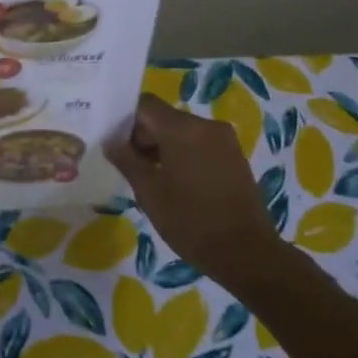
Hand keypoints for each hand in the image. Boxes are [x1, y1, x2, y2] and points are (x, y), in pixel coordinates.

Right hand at [105, 93, 281, 272]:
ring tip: (150, 178)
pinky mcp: (235, 156)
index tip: (114, 145)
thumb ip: (126, 160)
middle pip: (164, 117)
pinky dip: (183, 154)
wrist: (246, 252)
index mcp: (182, 128)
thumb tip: (110, 140)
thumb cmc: (190, 221)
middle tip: (128, 166)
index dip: (125, 121)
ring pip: (183, 131)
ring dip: (163, 147)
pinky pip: (200, 144)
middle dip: (143, 136)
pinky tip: (176, 183)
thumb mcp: (149, 192)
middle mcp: (206, 125)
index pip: (145, 105)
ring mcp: (225, 140)